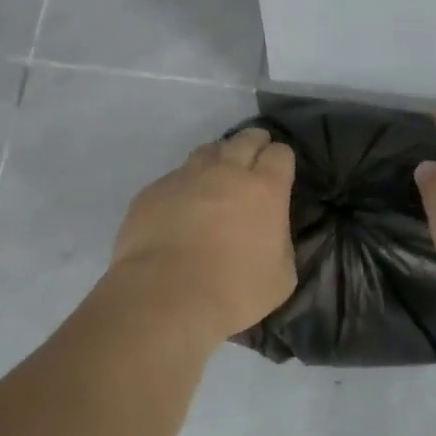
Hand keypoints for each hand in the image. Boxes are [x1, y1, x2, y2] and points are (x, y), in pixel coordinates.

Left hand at [109, 127, 296, 345]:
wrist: (165, 296)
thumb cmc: (233, 291)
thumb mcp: (281, 276)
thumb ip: (280, 242)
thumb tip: (270, 232)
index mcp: (264, 189)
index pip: (280, 154)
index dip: (282, 160)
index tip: (280, 173)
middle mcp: (225, 171)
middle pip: (245, 139)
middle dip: (254, 144)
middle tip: (254, 160)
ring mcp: (185, 177)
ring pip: (207, 151)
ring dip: (218, 159)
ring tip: (217, 177)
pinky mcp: (153, 191)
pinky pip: (175, 178)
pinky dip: (184, 186)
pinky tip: (181, 207)